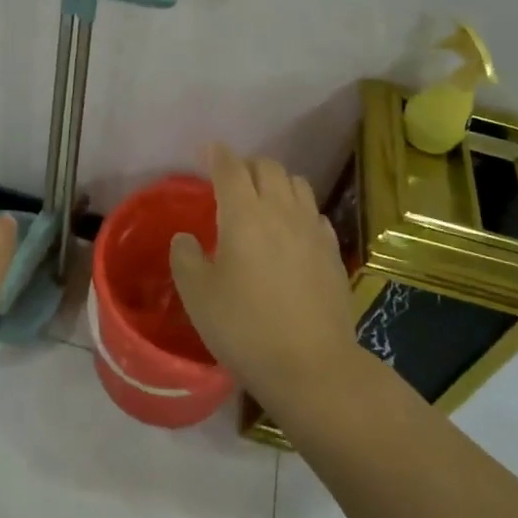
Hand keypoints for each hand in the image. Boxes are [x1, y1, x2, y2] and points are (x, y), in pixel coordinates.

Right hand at [168, 143, 358, 407]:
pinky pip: (314, 213)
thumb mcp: (197, 295)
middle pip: (268, 167)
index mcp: (244, 214)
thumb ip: (185, 257)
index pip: (230, 167)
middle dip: (247, 166)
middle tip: (231, 181)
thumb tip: (186, 238)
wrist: (311, 365)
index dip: (217, 155)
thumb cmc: (244, 328)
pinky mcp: (332, 251)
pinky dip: (298, 210)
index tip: (207, 152)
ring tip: (263, 201)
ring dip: (276, 183)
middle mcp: (281, 210)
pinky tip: (291, 231)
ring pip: (296, 184)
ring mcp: (312, 229)